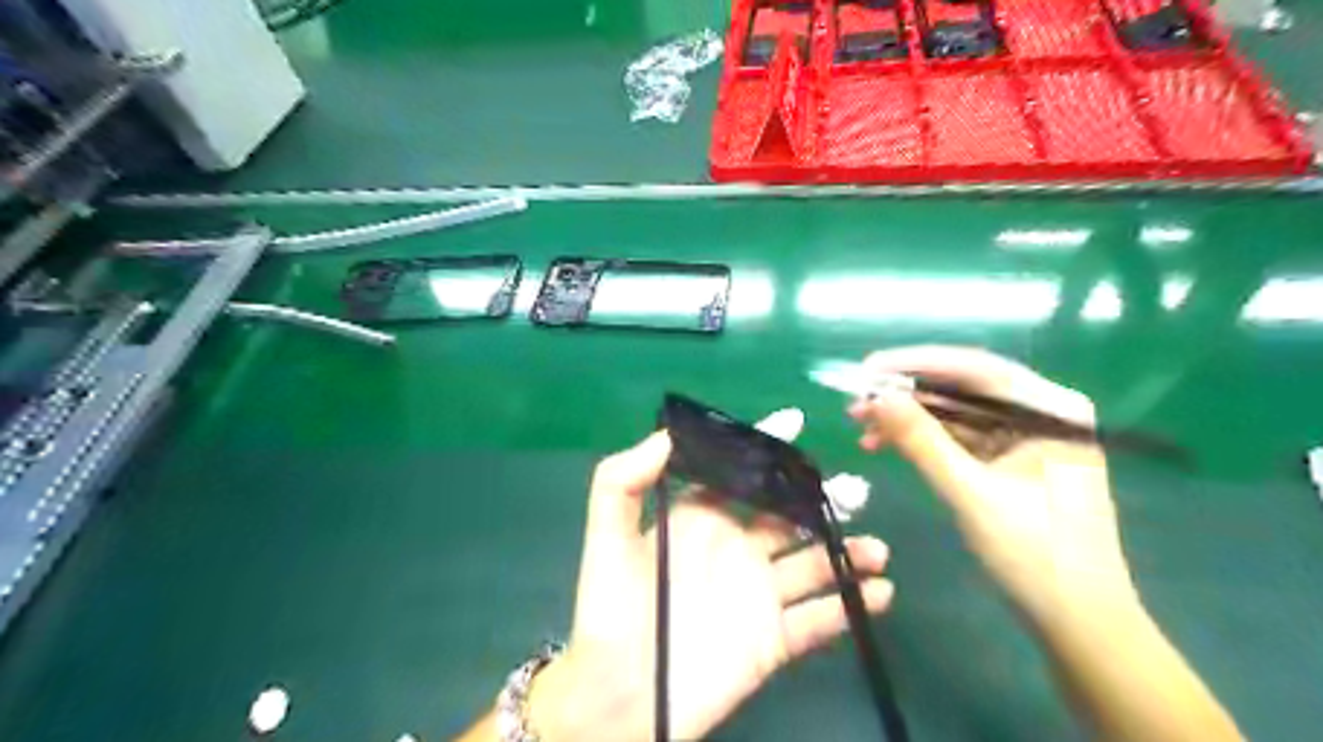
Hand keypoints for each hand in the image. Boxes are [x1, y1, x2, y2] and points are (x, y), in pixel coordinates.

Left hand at [531, 419, 894, 738]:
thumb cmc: (611, 608)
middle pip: (789, 517)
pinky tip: (879, 594)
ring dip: (847, 555)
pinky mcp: (772, 640)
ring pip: (814, 566)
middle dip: (822, 501)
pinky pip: (819, 620)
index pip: (741, 477)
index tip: (796, 424)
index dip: (766, 451)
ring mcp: (758, 595)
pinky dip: (850, 608)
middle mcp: (735, 549)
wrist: (619, 694)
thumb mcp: (607, 535)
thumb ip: (624, 479)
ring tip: (877, 549)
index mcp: (701, 520)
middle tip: (855, 491)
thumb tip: (667, 435)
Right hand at [853, 348, 1142, 618]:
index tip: (866, 370)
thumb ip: (922, 441)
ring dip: (909, 419)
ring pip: (956, 413)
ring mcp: (1027, 436)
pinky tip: (884, 445)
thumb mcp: (971, 494)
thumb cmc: (1035, 557)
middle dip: (906, 396)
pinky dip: (923, 441)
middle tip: (855, 403)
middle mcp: (1042, 411)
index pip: (976, 369)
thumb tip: (876, 397)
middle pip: (963, 388)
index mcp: (1050, 409)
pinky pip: (959, 438)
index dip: (915, 365)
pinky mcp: (1011, 460)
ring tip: (860, 427)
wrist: (1078, 622)